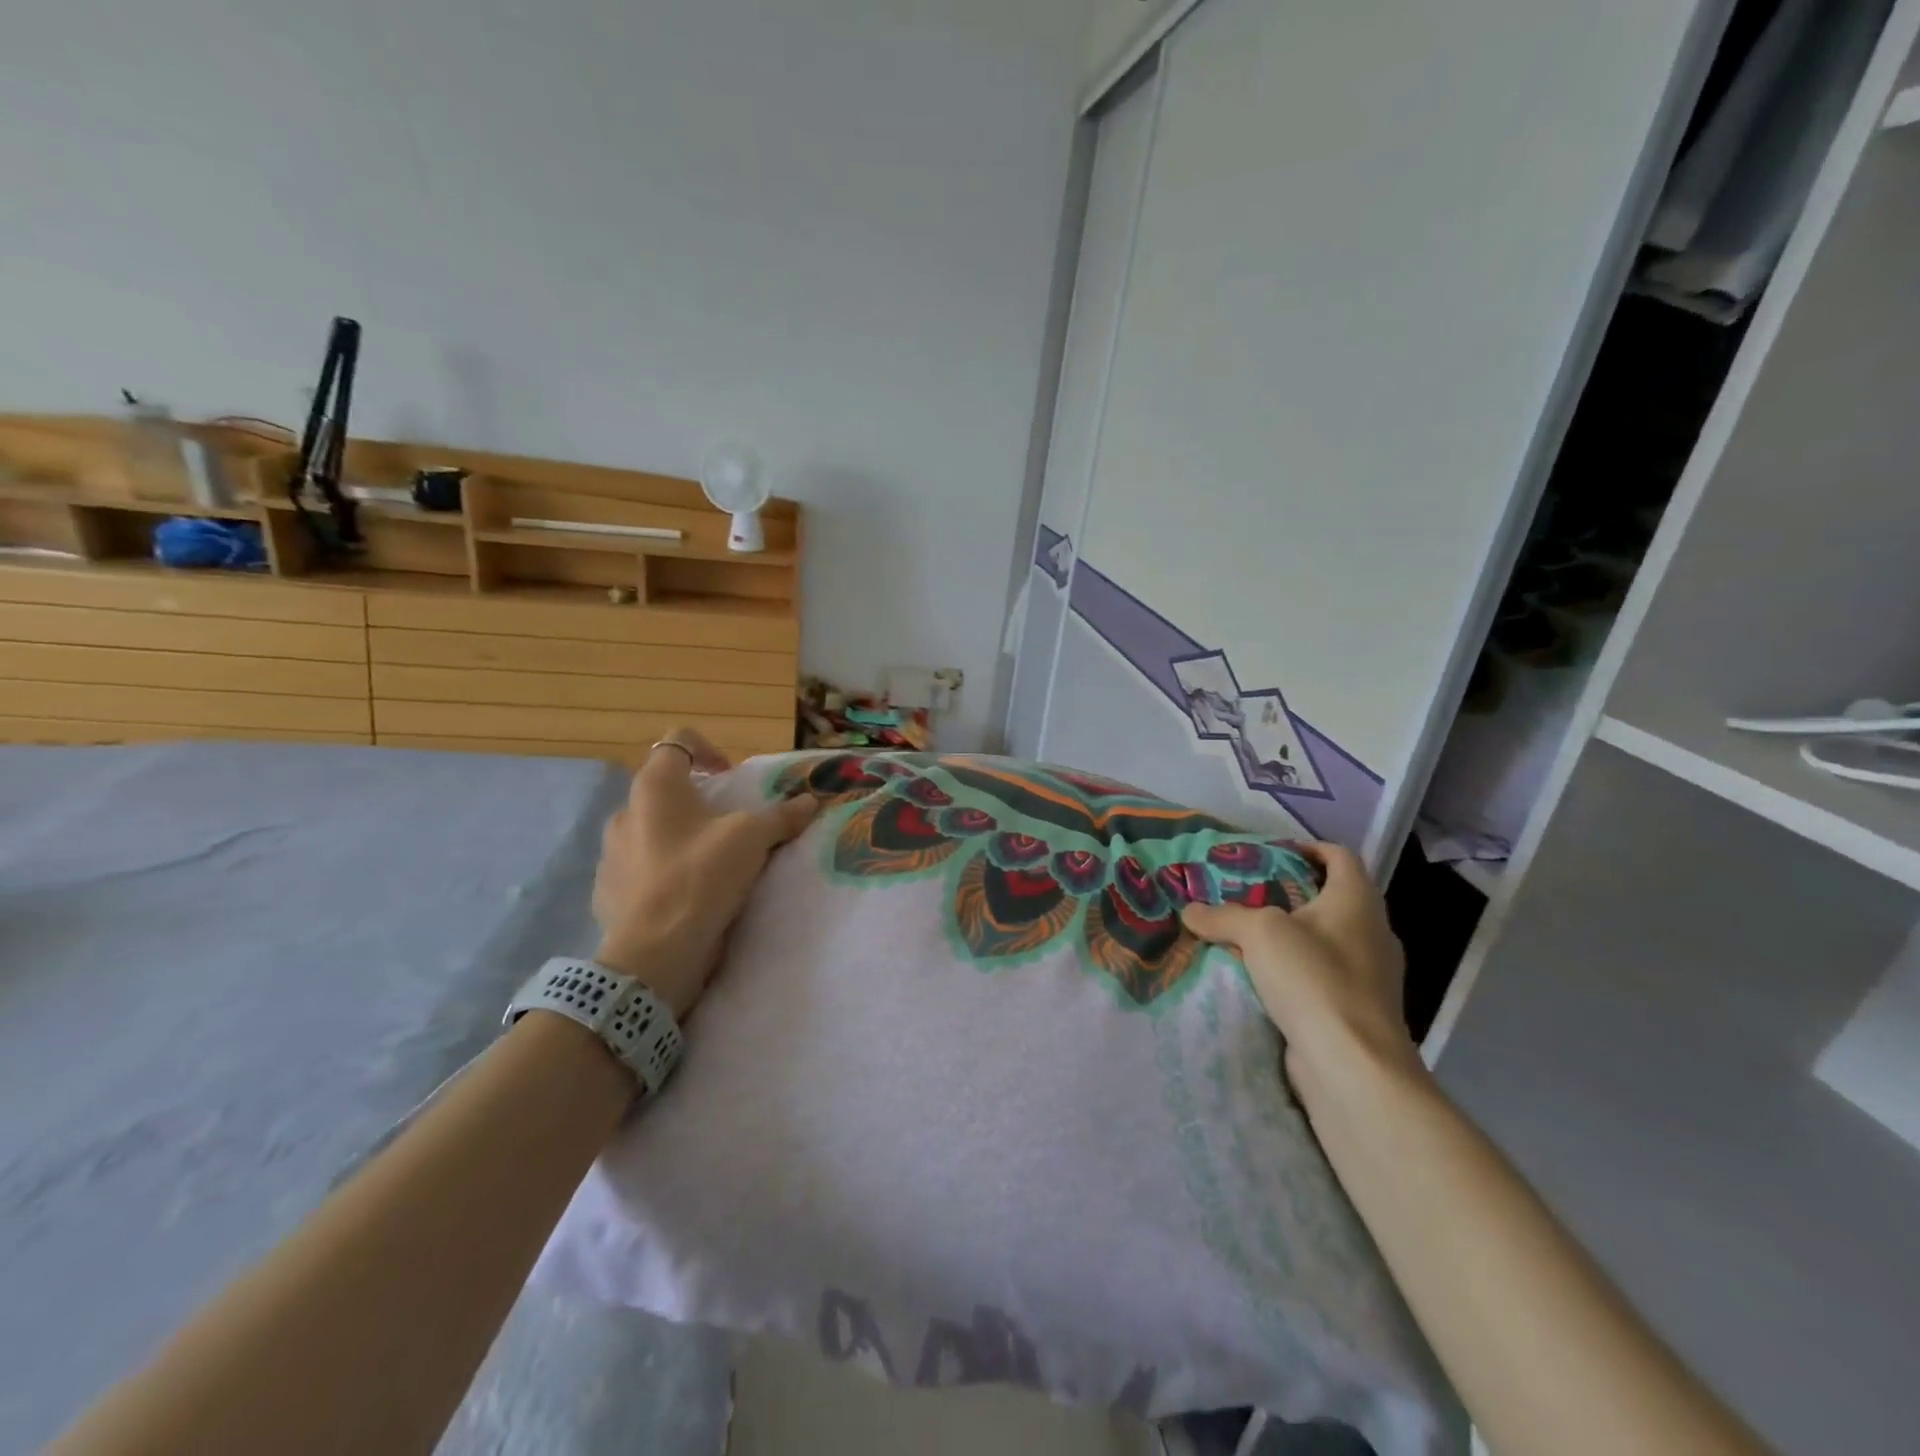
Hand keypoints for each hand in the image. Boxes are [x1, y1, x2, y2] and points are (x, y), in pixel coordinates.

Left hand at [592, 730, 818, 1016]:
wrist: (654, 954)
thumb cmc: (701, 877)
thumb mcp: (752, 839)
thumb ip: (781, 816)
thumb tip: (810, 801)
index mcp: (655, 787)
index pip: (678, 742)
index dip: (709, 750)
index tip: (732, 778)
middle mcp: (626, 812)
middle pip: (666, 789)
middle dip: (699, 801)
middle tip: (730, 824)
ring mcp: (611, 853)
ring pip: (652, 830)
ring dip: (681, 837)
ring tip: (712, 863)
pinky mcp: (609, 891)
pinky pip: (641, 868)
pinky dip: (664, 871)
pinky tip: (690, 895)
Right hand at [1180, 842, 1420, 1089]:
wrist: (1353, 1066)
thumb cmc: (1314, 979)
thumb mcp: (1258, 932)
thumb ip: (1222, 915)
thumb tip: (1190, 911)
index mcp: (1357, 901)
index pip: (1340, 857)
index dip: (1308, 847)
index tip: (1273, 853)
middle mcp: (1371, 932)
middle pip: (1331, 898)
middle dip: (1289, 894)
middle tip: (1246, 893)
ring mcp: (1370, 975)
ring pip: (1324, 940)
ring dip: (1288, 936)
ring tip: (1245, 935)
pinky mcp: (1357, 1009)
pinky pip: (1321, 976)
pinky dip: (1293, 971)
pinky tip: (1259, 978)